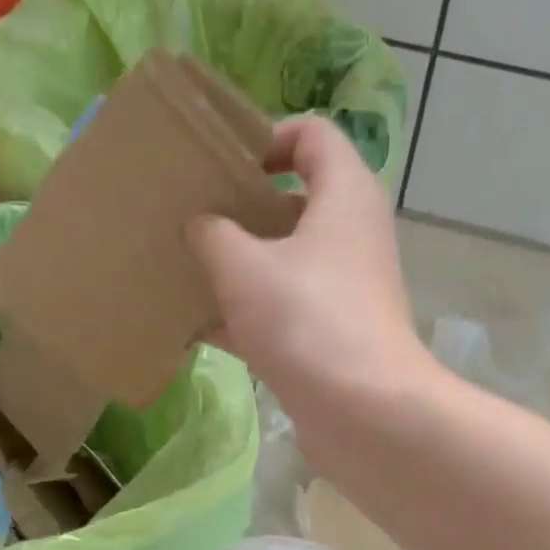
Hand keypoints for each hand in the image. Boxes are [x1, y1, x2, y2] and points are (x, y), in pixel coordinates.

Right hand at [186, 115, 432, 412]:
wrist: (365, 413)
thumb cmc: (307, 320)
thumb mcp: (243, 266)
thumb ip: (212, 233)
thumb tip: (201, 225)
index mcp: (344, 195)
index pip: (311, 135)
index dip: (265, 138)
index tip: (219, 164)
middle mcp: (351, 236)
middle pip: (293, 202)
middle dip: (240, 208)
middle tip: (189, 218)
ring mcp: (343, 292)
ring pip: (284, 263)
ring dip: (238, 267)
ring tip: (184, 270)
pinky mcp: (331, 339)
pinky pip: (283, 313)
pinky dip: (246, 317)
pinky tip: (197, 328)